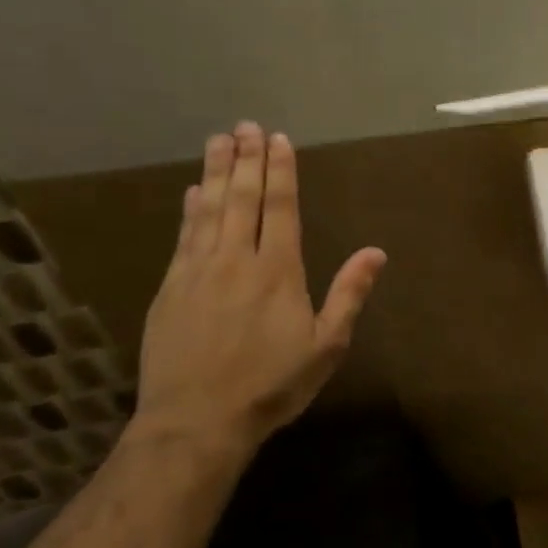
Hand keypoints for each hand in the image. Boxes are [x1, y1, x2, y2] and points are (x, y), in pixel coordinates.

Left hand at [134, 122, 385, 458]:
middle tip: (246, 126)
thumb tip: (376, 252)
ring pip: (209, 209)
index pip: (281, 208)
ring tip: (218, 140)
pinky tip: (191, 192)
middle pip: (243, 198)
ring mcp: (199, 271)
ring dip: (215, 172)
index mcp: (278, 271)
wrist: (197, 420)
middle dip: (246, 160)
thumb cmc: (271, 384)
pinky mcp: (171, 288)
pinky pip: (184, 236)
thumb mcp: (326, 346)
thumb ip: (349, 294)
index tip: (278, 140)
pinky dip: (190, 209)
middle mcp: (238, 260)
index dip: (280, 172)